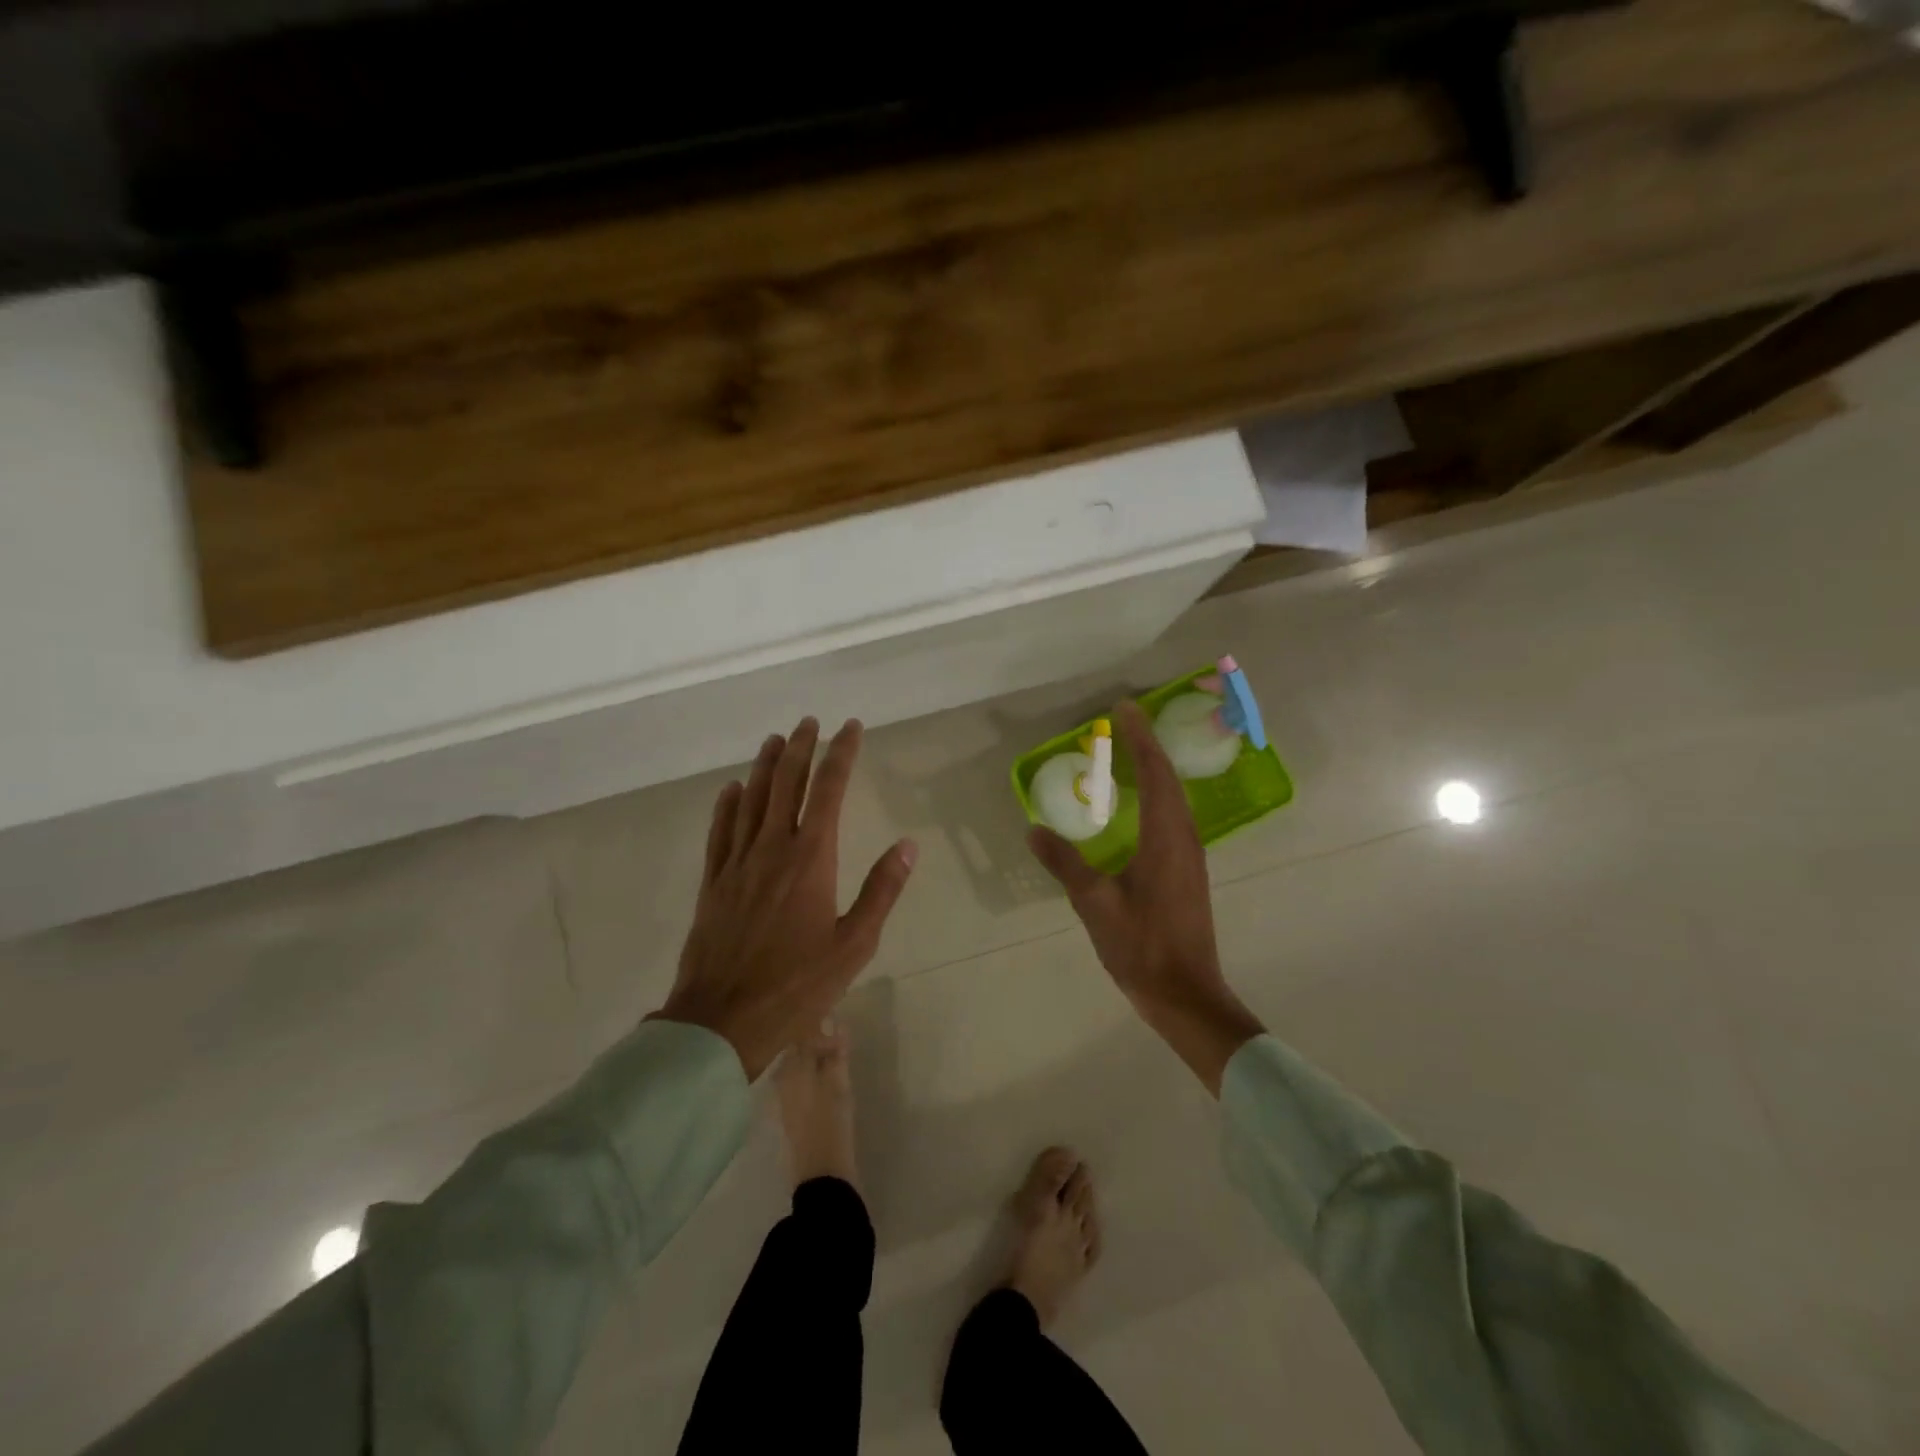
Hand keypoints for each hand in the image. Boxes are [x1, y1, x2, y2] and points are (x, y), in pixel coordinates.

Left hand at [655, 718, 916, 1080]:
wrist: (722, 1020)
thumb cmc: (797, 985)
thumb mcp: (854, 944)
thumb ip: (882, 890)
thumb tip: (908, 844)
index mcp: (810, 859)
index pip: (828, 790)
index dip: (840, 754)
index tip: (850, 728)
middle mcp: (771, 848)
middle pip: (786, 784)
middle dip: (800, 748)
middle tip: (810, 722)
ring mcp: (737, 863)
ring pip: (751, 800)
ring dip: (765, 766)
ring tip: (775, 740)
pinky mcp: (713, 883)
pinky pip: (720, 831)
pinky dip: (727, 805)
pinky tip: (732, 789)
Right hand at [1028, 700, 1264, 1094]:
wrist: (1185, 994)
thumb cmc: (1141, 947)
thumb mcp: (1094, 904)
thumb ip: (1065, 864)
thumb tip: (1035, 830)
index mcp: (1164, 839)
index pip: (1155, 774)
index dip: (1140, 739)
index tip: (1125, 708)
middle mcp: (1184, 839)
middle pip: (1169, 780)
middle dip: (1148, 746)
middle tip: (1124, 721)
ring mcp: (1190, 856)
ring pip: (1175, 799)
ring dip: (1156, 770)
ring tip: (1132, 752)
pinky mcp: (1188, 872)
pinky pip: (1175, 817)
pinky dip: (1159, 795)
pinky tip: (1141, 804)